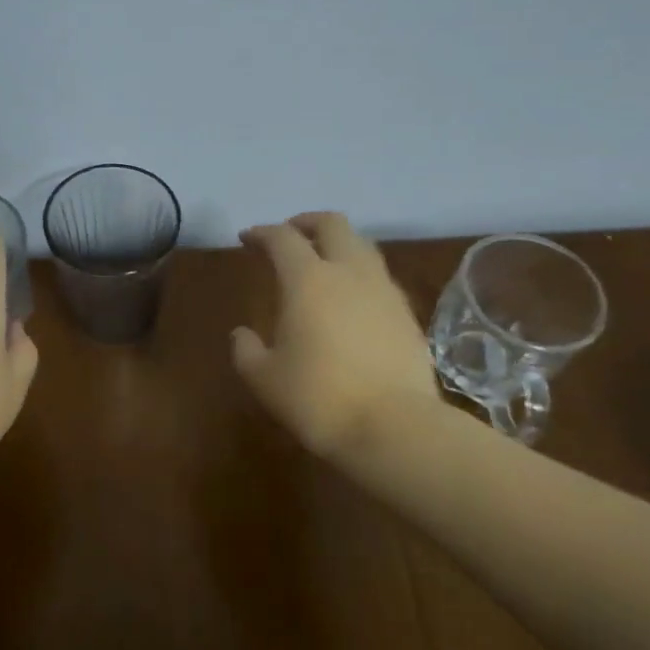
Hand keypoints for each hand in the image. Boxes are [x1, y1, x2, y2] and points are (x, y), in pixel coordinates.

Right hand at [232, 212, 440, 457]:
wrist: (395, 426)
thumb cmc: (319, 398)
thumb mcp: (264, 379)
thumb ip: (246, 351)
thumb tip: (242, 334)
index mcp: (308, 279)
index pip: (282, 238)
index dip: (261, 233)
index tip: (247, 238)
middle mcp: (349, 272)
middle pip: (332, 224)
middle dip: (306, 222)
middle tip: (289, 235)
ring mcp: (384, 290)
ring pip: (362, 246)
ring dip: (338, 244)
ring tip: (322, 263)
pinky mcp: (407, 313)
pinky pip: (379, 276)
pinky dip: (359, 274)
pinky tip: (351, 299)